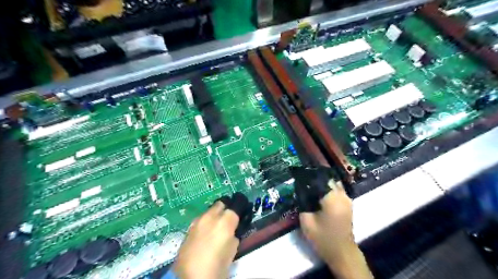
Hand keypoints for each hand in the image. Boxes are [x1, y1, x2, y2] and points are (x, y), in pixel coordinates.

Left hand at [172, 201, 239, 278]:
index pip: (235, 206)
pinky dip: (205, 223)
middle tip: (228, 221)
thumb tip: (232, 233)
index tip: (240, 216)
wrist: (189, 278)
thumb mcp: (232, 252)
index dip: (239, 210)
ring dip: (214, 215)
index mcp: (225, 222)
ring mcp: (198, 221)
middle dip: (226, 209)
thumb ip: (234, 237)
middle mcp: (210, 217)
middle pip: (221, 203)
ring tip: (216, 228)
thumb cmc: (216, 267)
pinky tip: (205, 235)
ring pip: (209, 210)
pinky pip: (201, 219)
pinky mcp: (189, 228)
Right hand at [297, 181, 370, 278]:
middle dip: (315, 177)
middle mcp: (342, 195)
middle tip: (303, 178)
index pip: (320, 179)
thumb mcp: (307, 221)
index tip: (298, 173)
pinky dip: (327, 187)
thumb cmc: (323, 238)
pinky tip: (318, 191)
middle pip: (328, 178)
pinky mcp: (348, 203)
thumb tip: (300, 189)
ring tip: (309, 183)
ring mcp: (347, 199)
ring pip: (333, 182)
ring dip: (322, 181)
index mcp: (332, 199)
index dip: (309, 175)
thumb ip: (302, 202)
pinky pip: (337, 189)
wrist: (342, 253)